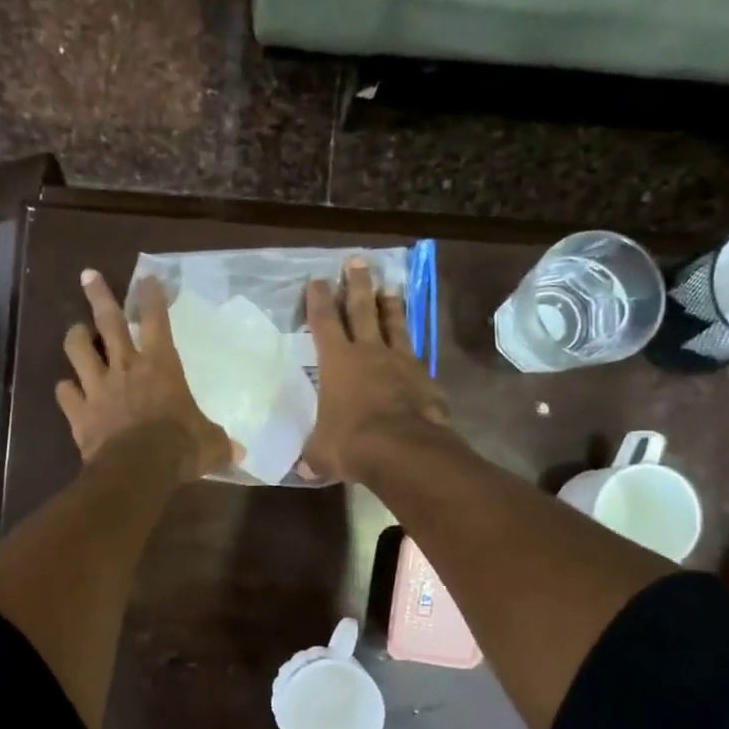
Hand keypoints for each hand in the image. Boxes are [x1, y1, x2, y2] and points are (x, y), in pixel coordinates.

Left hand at [56, 270, 236, 481]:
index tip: (148, 278)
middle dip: (98, 296)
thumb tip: (239, 454)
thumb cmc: (179, 447)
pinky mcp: (79, 413)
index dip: (152, 297)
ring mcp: (98, 388)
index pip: (157, 320)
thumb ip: (220, 444)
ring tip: (76, 331)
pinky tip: (66, 389)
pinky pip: (65, 393)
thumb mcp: (210, 445)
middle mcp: (126, 368)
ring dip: (76, 337)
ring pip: (78, 350)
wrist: (138, 470)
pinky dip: (66, 390)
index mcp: (161, 366)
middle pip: (108, 322)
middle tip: (88, 275)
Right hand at [302, 259, 451, 481]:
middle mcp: (368, 352)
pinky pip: (416, 353)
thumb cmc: (351, 443)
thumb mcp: (322, 452)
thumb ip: (314, 454)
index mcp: (337, 362)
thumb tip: (303, 467)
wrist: (402, 449)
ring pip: (394, 323)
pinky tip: (414, 345)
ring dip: (390, 304)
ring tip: (389, 287)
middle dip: (357, 284)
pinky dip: (412, 345)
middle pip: (361, 309)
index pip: (323, 322)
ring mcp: (400, 361)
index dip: (318, 300)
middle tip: (357, 261)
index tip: (317, 280)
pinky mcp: (425, 376)